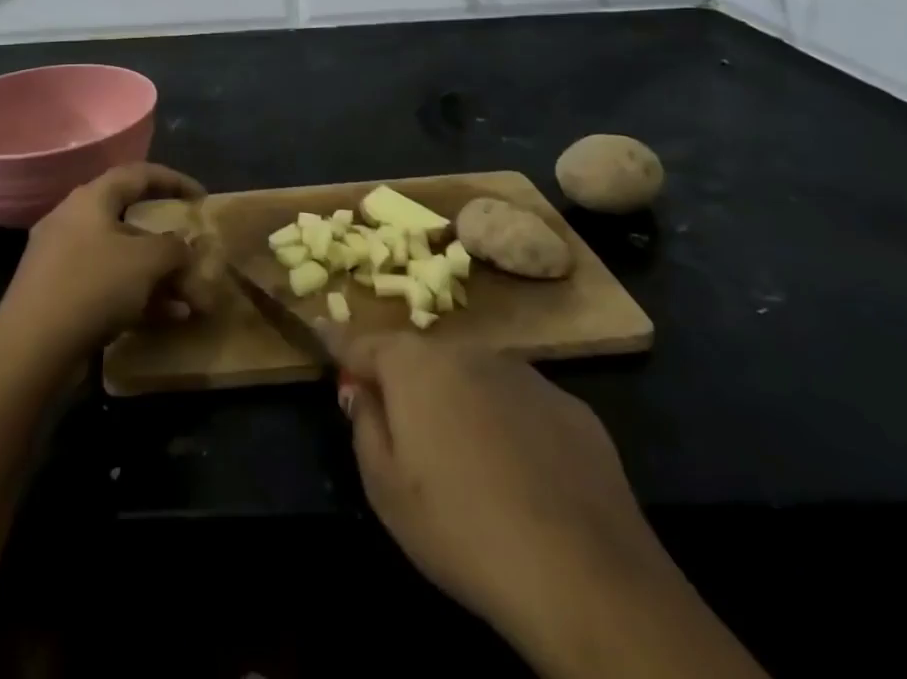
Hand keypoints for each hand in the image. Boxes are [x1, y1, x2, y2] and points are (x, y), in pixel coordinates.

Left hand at [0, 163, 205, 359]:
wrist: (29, 349)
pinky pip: (106, 285)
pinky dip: (137, 296)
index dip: (174, 181)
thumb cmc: (92, 286)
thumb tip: (184, 249)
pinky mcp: (58, 295)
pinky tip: (167, 318)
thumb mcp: (147, 261)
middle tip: (193, 254)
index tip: (202, 198)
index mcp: (91, 198)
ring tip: (189, 299)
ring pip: (120, 257)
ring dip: (157, 275)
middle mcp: (73, 220)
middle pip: (130, 220)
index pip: (139, 174)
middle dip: (168, 242)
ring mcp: (62, 259)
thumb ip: (174, 248)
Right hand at [333, 336, 663, 630]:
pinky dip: (508, 425)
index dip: (339, 343)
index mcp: (413, 365)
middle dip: (406, 382)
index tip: (321, 333)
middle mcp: (466, 352)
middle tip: (403, 427)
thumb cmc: (461, 528)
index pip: (362, 343)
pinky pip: (520, 406)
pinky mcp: (569, 406)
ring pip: (473, 379)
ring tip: (466, 459)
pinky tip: (522, 477)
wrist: (584, 573)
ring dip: (459, 402)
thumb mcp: (386, 489)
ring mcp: (523, 374)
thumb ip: (364, 426)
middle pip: (421, 358)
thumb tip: (361, 391)